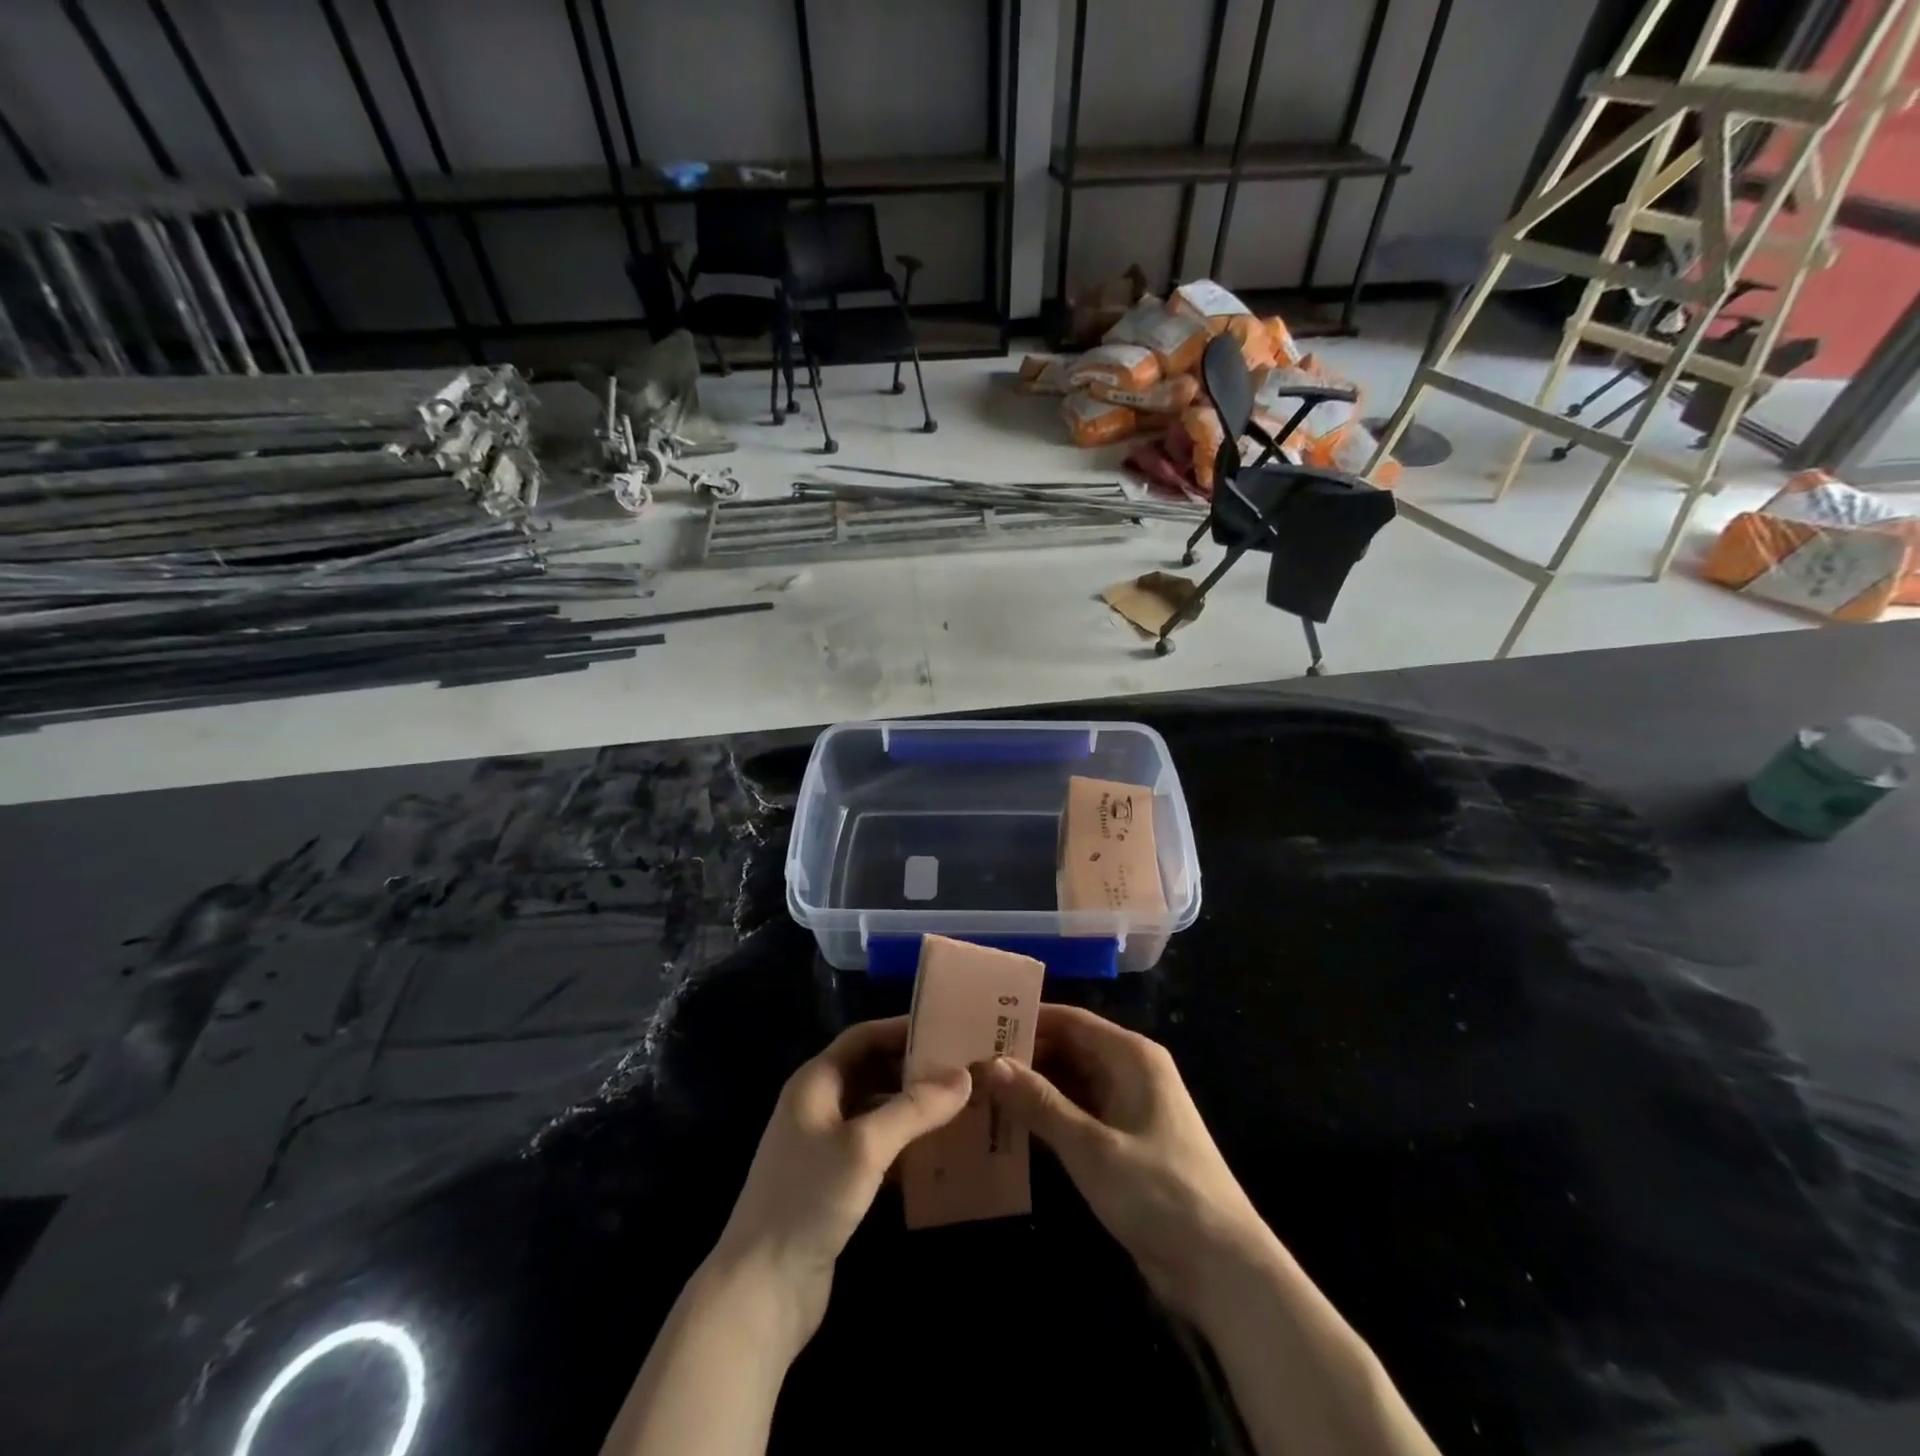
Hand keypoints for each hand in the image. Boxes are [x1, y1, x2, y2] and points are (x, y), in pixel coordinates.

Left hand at [709, 1016, 970, 1352]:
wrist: (761, 1290)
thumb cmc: (808, 1199)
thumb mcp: (864, 1146)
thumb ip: (914, 1108)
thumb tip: (963, 1076)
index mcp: (815, 1082)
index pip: (863, 1037)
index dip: (902, 1028)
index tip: (949, 1028)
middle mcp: (818, 1105)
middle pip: (872, 1070)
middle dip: (914, 1068)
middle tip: (964, 1068)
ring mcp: (825, 1145)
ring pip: (877, 1109)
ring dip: (913, 1107)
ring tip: (961, 1105)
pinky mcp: (835, 1182)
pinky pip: (878, 1146)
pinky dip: (906, 1142)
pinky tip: (940, 1151)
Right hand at [981, 1004, 1278, 1327]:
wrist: (1222, 1269)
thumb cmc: (1159, 1193)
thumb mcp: (1091, 1147)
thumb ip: (1040, 1103)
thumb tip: (991, 1064)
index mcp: (1131, 1056)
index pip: (1071, 1021)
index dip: (1027, 1019)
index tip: (981, 1023)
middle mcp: (1131, 1072)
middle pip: (1069, 1049)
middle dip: (1025, 1056)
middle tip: (970, 1061)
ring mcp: (1129, 1108)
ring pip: (1071, 1083)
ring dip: (1033, 1088)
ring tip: (980, 1090)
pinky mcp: (1125, 1143)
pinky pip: (1079, 1115)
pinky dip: (1049, 1118)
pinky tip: (1011, 1127)